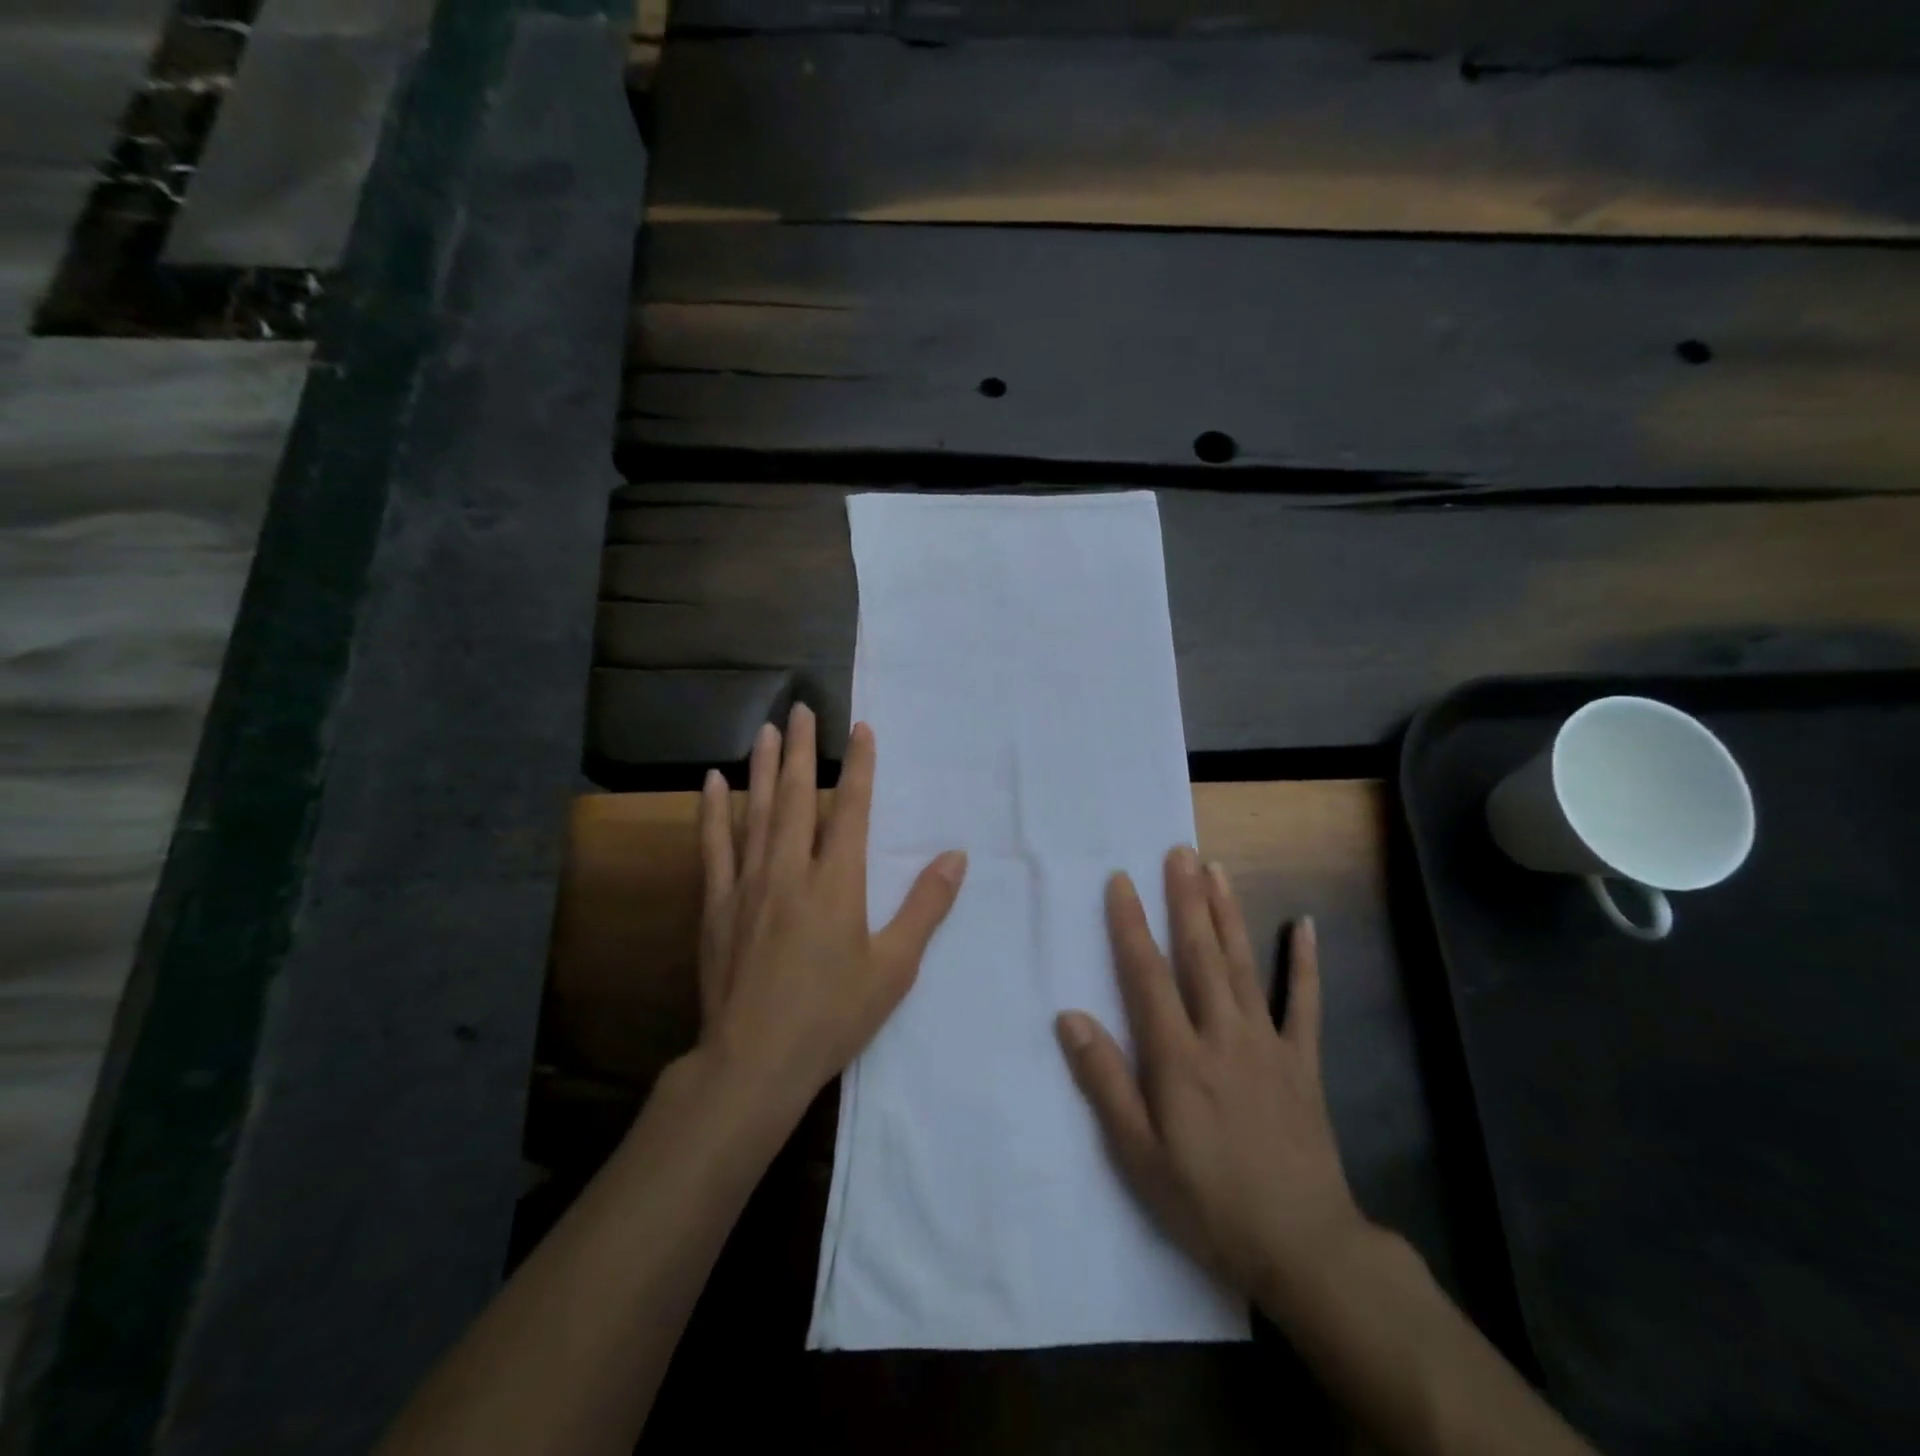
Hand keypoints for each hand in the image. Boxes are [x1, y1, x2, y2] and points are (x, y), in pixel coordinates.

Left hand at [696, 704, 967, 1114]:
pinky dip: (713, 812)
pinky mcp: (717, 905)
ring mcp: (747, 885)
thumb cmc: (832, 1015)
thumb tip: (956, 856)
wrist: (754, 1061)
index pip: (850, 808)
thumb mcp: (895, 967)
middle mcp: (790, 870)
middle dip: (801, 749)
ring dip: (761, 767)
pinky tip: (712, 782)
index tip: (860, 729)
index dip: (858, 766)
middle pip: (796, 796)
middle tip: (801, 708)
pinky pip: (713, 847)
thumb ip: (926, 906)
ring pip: (755, 812)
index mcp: (836, 882)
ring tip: (766, 729)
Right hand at [1055, 847, 1367, 1310]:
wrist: (1303, 1248)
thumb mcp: (1139, 1155)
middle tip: (1179, 851)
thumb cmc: (1208, 1202)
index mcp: (1178, 1057)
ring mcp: (1268, 1043)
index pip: (1147, 975)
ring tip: (1217, 870)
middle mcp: (1222, 1034)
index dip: (1131, 925)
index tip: (1122, 881)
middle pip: (1200, 954)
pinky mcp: (1302, 1061)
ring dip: (1228, 913)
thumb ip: (1104, 1081)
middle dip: (1186, 899)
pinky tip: (1304, 926)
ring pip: (1243, 964)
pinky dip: (1304, 963)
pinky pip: (1304, 1003)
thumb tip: (1069, 1017)